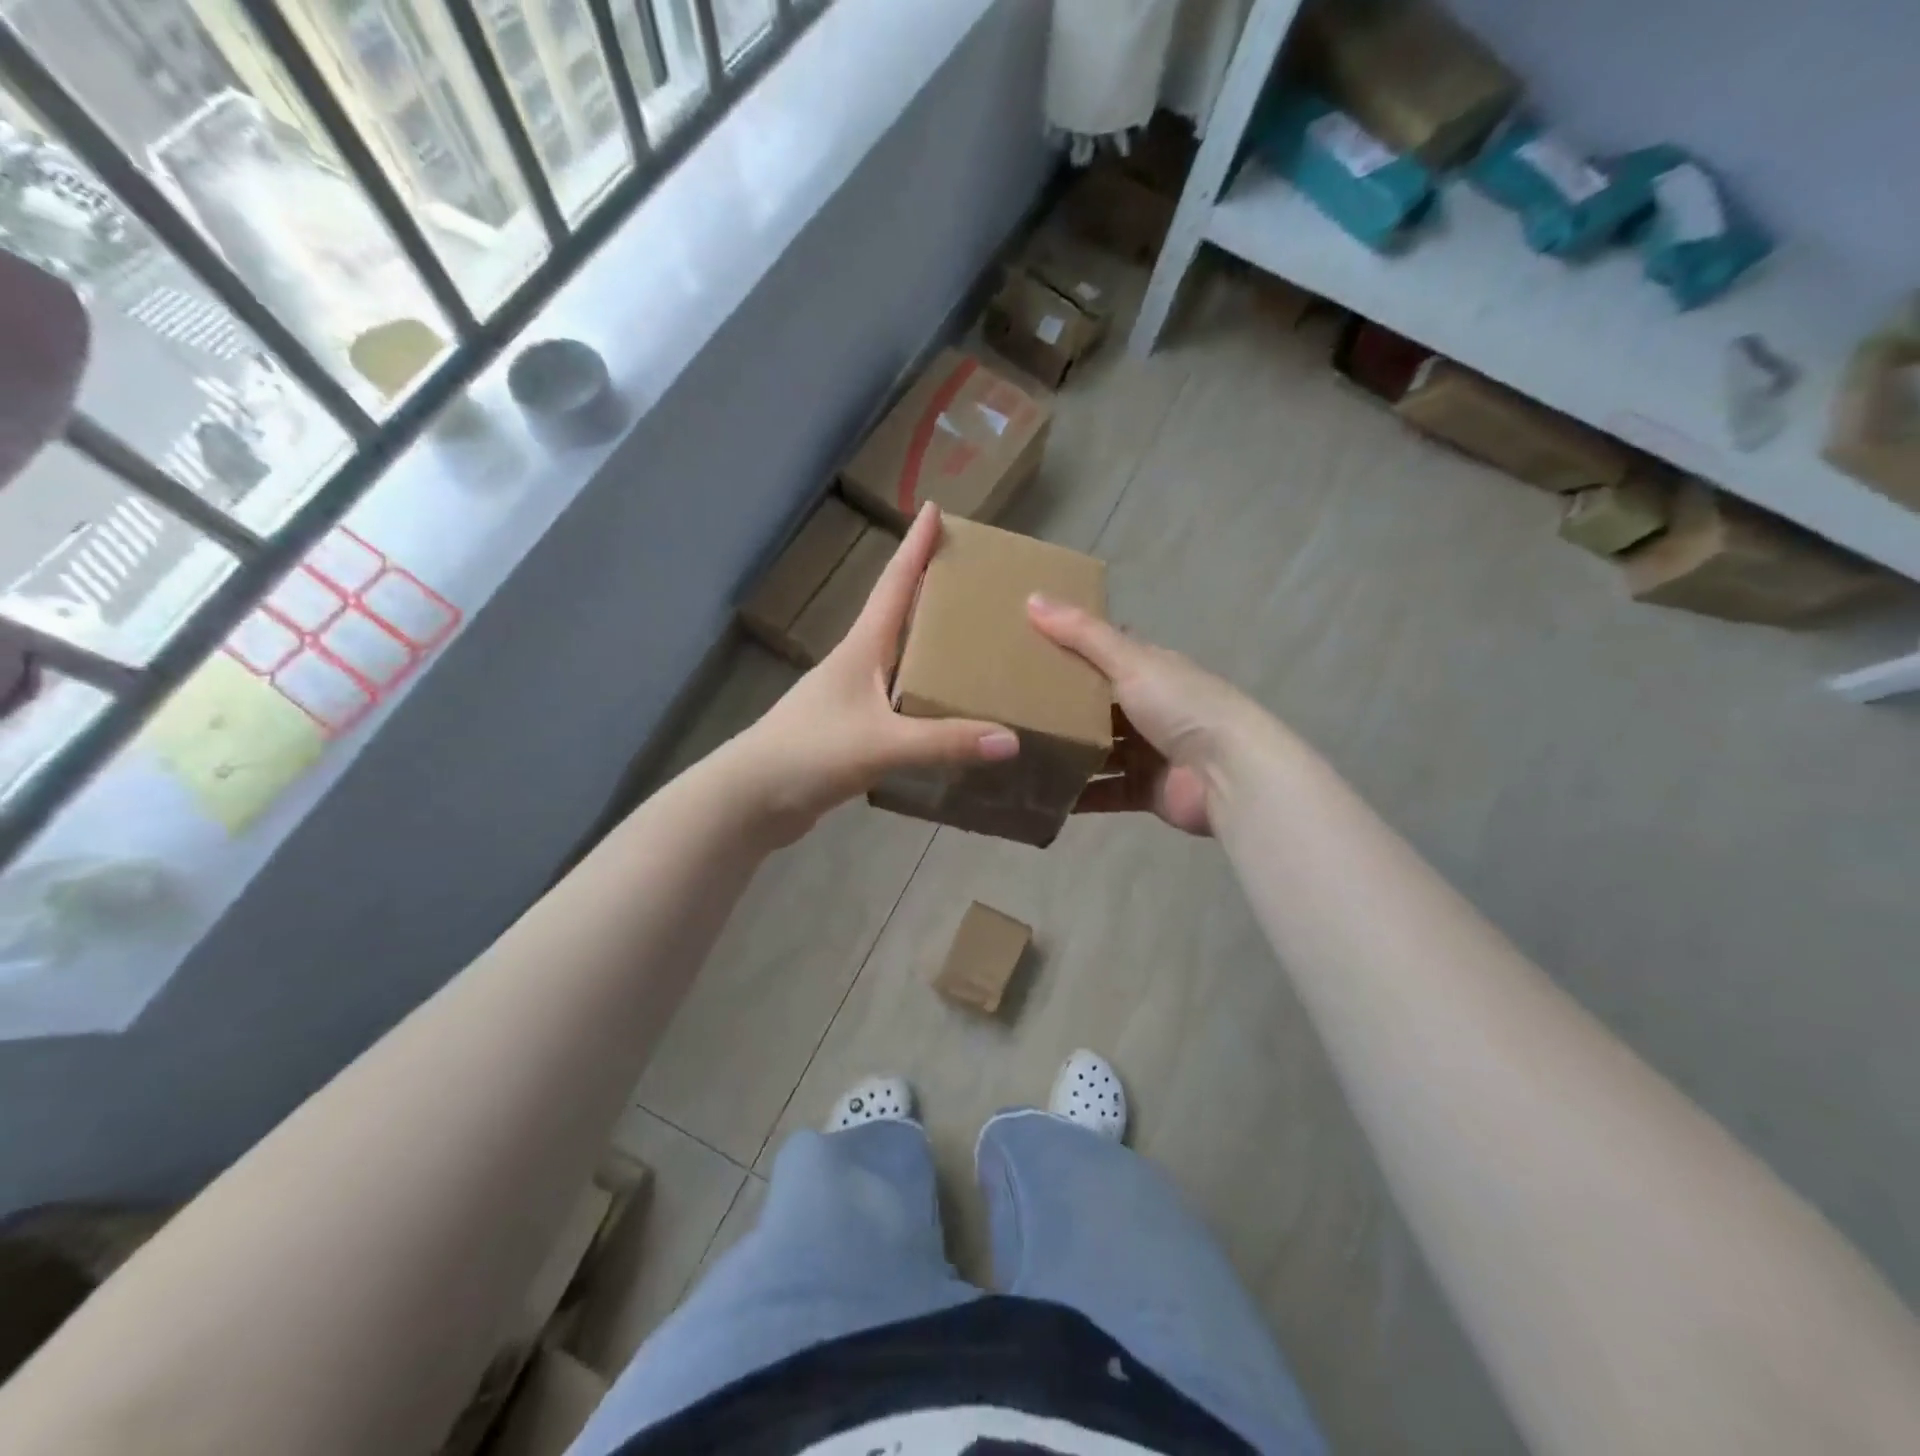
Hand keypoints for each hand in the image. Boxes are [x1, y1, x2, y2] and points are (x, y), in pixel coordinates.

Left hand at [729, 504, 1017, 842]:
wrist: (751, 799)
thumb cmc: (809, 753)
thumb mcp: (881, 744)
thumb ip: (944, 742)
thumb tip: (1011, 739)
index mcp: (861, 649)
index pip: (893, 586)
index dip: (914, 548)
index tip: (935, 509)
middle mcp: (856, 665)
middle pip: (898, 617)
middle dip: (929, 592)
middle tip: (972, 578)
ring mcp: (850, 698)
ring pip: (899, 662)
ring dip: (929, 647)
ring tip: (972, 642)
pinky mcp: (850, 731)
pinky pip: (898, 703)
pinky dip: (924, 697)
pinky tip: (946, 710)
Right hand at [1027, 596, 1261, 836]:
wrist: (1229, 774)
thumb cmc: (1182, 707)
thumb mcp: (1130, 662)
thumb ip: (1083, 634)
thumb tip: (1031, 597)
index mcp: (1153, 670)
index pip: (1110, 652)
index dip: (1074, 647)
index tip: (1030, 645)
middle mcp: (1152, 708)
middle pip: (1100, 704)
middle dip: (1063, 705)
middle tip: (1012, 705)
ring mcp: (1150, 752)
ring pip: (1100, 750)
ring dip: (1068, 752)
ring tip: (1019, 751)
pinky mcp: (1147, 790)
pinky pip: (1105, 792)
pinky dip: (1080, 795)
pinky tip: (1042, 794)